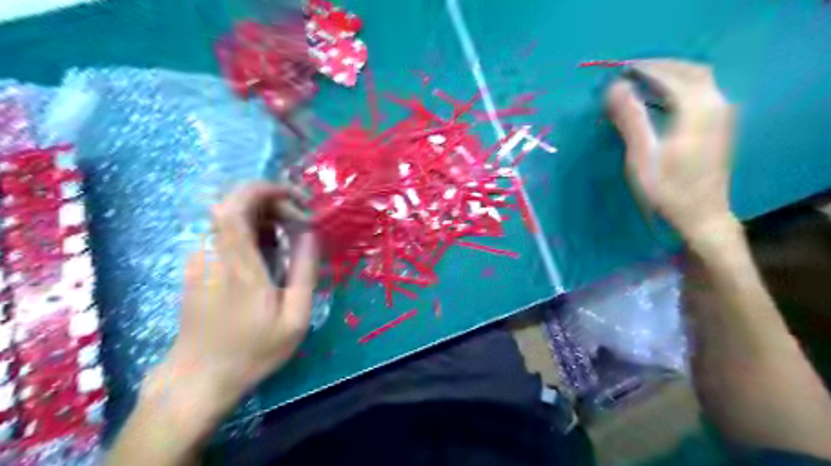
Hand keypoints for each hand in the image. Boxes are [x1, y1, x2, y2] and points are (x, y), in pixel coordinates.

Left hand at [162, 182, 318, 409]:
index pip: (235, 207)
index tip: (295, 197)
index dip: (263, 189)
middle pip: (233, 204)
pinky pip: (225, 233)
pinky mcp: (198, 266)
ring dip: (263, 216)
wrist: (198, 378)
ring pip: (230, 216)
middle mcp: (213, 255)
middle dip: (271, 202)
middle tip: (300, 222)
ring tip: (289, 238)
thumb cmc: (253, 351)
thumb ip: (304, 272)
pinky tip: (268, 254)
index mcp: (239, 267)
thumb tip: (310, 233)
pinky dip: (251, 230)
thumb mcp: (294, 318)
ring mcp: (200, 260)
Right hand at [605, 58, 740, 242]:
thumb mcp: (642, 157)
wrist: (701, 216)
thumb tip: (615, 88)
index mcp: (697, 110)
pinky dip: (681, 85)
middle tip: (631, 71)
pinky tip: (665, 97)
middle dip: (660, 66)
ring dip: (672, 74)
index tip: (621, 70)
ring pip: (699, 79)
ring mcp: (722, 114)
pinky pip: (702, 91)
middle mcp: (716, 104)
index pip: (671, 75)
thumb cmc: (667, 190)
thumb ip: (631, 119)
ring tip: (644, 80)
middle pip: (690, 70)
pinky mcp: (721, 125)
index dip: (645, 69)